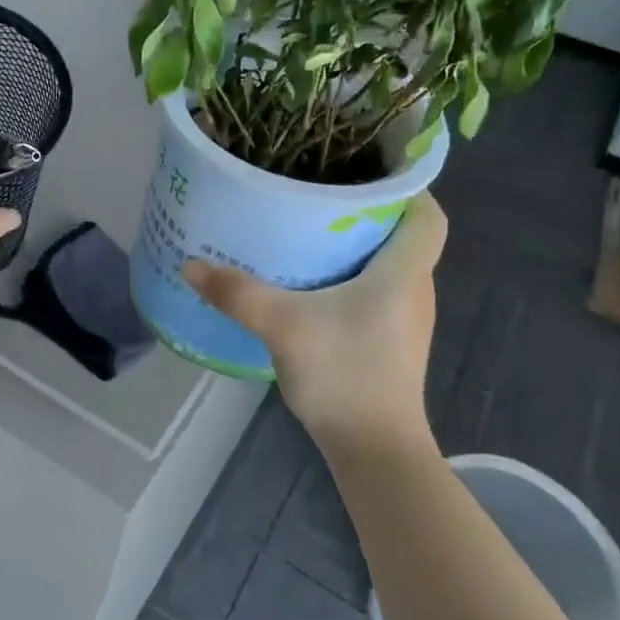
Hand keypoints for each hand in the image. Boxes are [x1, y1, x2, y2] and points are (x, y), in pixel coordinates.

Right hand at [183, 194, 447, 455]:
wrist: (375, 449)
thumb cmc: (344, 375)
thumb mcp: (283, 326)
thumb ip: (237, 293)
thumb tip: (190, 264)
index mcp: (404, 272)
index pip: (428, 213)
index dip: (406, 186)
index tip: (364, 171)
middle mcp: (414, 289)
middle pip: (403, 234)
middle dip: (366, 211)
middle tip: (317, 194)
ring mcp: (405, 319)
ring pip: (388, 264)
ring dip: (356, 245)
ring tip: (309, 230)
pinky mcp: (391, 341)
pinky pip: (376, 291)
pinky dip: (350, 277)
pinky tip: (310, 284)